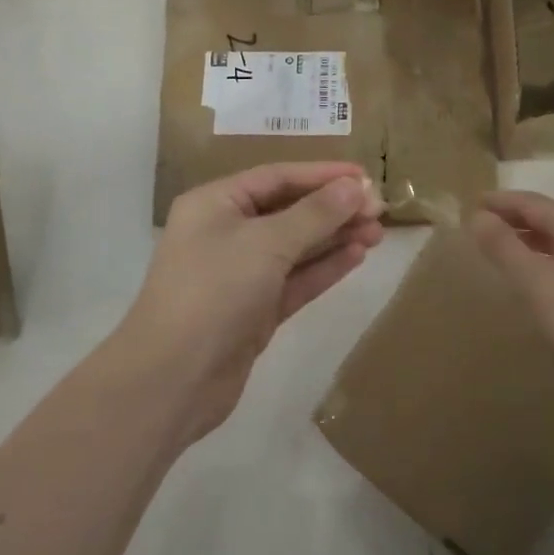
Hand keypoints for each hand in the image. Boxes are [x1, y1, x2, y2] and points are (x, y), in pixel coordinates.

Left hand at [122, 162, 384, 442]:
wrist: (173, 380)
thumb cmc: (214, 292)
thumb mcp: (266, 243)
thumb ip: (314, 214)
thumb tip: (354, 187)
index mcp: (216, 203)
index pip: (277, 177)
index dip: (323, 174)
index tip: (365, 176)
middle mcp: (226, 232)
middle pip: (289, 210)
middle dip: (334, 208)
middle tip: (380, 210)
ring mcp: (240, 274)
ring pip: (296, 246)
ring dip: (335, 237)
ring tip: (378, 232)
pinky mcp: (254, 310)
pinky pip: (295, 279)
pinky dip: (324, 268)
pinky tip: (357, 256)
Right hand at [468, 190, 553, 417]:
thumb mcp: (535, 282)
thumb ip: (504, 246)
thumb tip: (477, 216)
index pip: (535, 203)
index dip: (502, 201)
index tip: (472, 202)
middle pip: (550, 216)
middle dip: (515, 216)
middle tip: (481, 223)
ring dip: (529, 237)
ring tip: (500, 245)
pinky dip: (544, 256)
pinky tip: (531, 274)